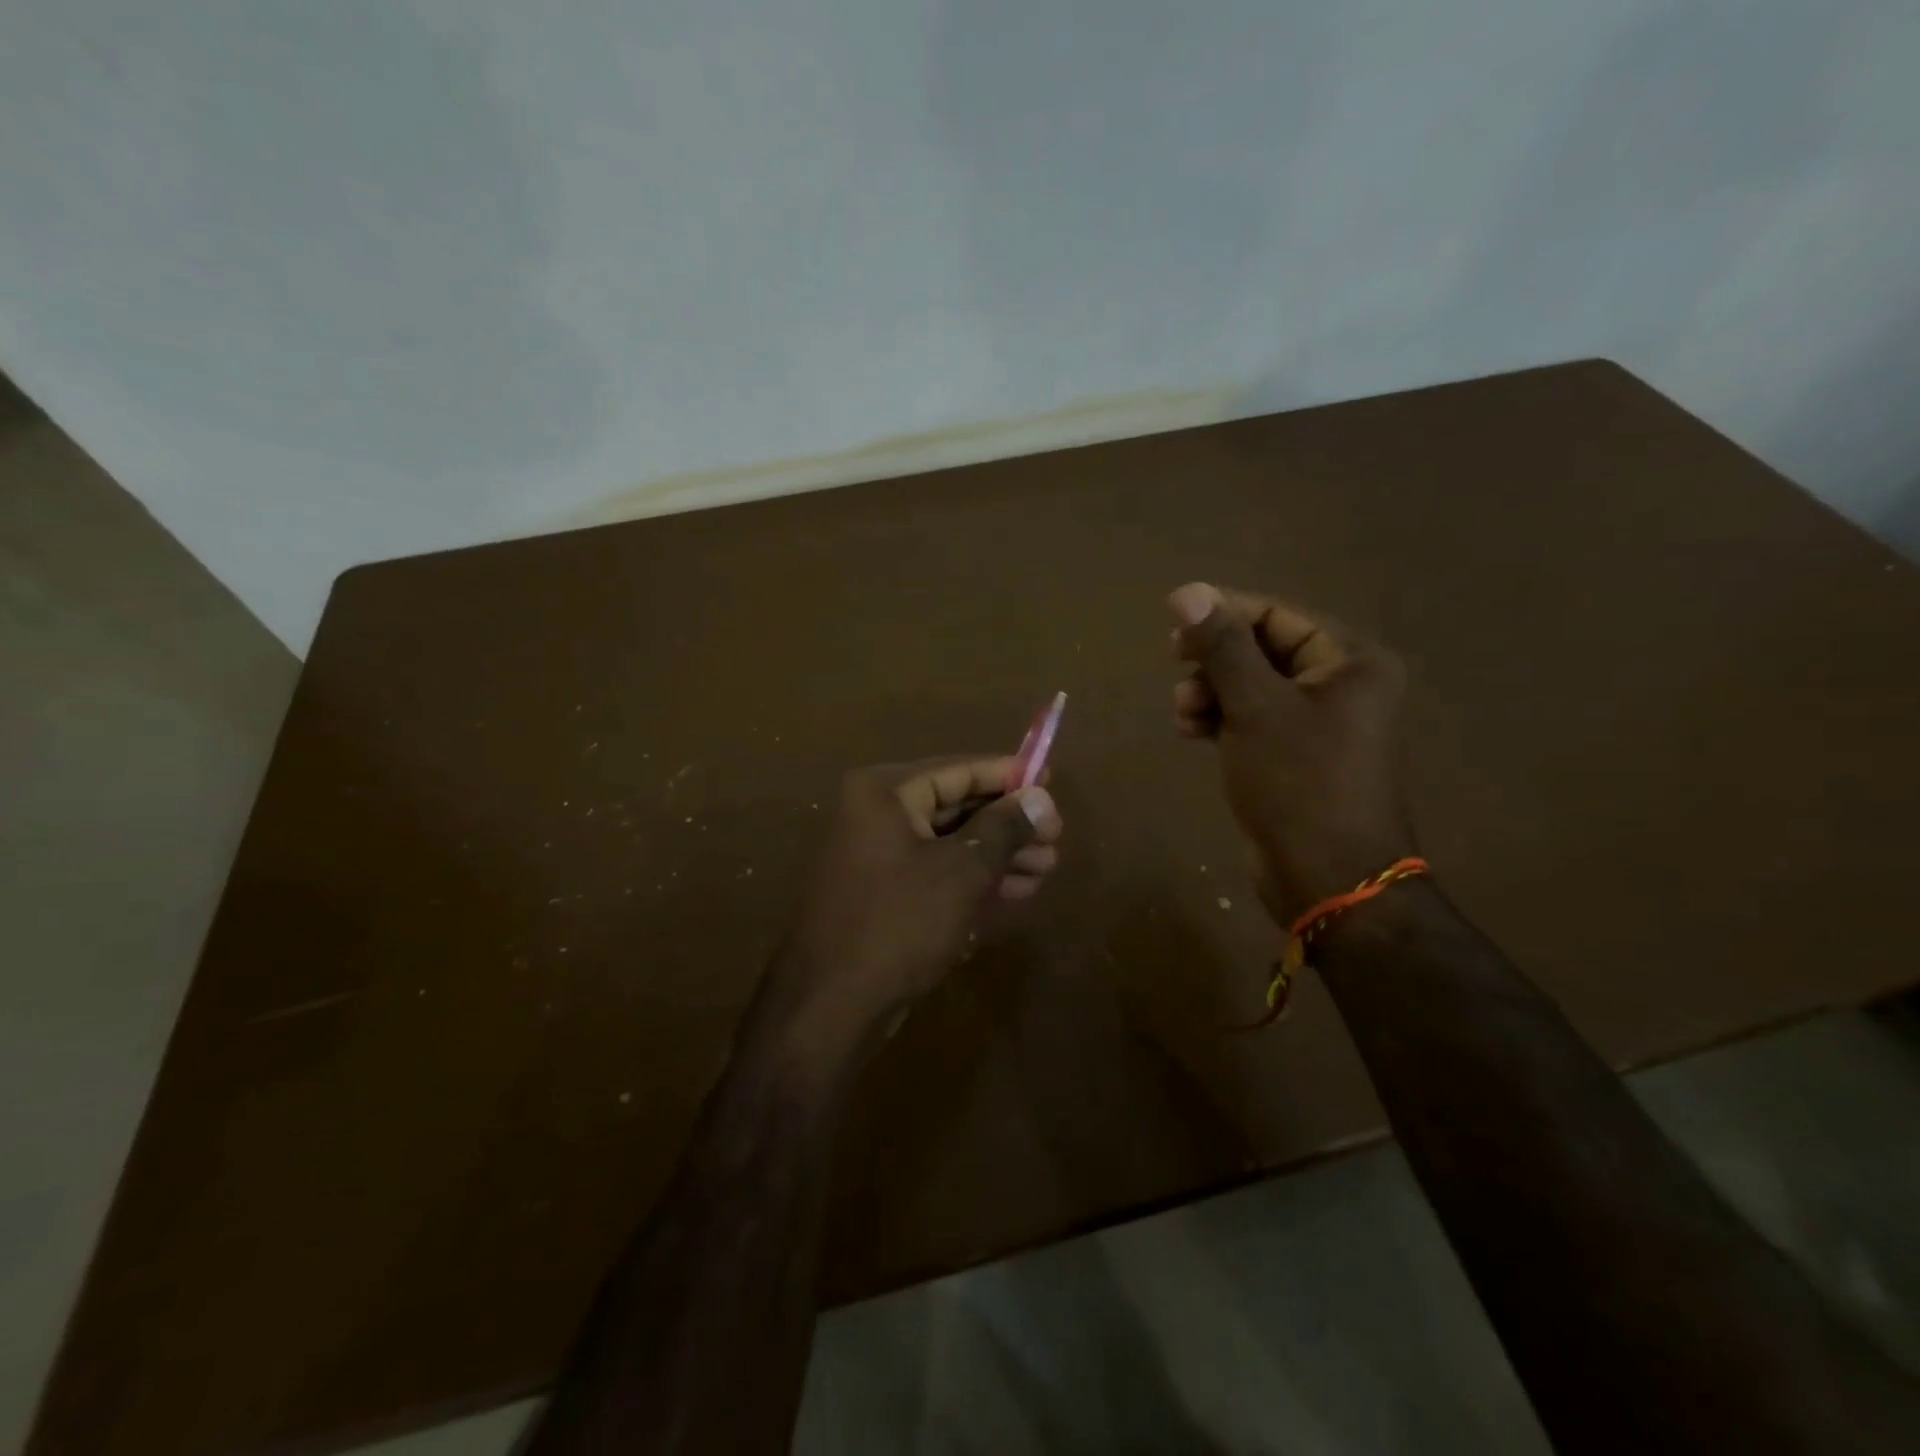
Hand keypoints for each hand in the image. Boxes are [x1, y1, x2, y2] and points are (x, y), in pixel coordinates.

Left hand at [772, 756, 1062, 1044]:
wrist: (830, 1007)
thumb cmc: (898, 924)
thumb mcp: (961, 872)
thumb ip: (1003, 829)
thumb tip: (1041, 797)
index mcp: (884, 792)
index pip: (958, 770)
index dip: (1008, 775)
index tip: (1051, 780)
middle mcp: (875, 814)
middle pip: (956, 806)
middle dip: (1008, 824)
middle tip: (1056, 839)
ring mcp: (876, 856)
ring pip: (950, 843)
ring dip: (998, 855)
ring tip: (1046, 869)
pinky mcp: (882, 893)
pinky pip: (936, 872)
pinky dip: (973, 879)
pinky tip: (1015, 892)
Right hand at [1170, 582, 1413, 921]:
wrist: (1328, 877)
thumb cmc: (1298, 781)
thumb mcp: (1255, 706)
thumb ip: (1221, 646)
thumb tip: (1188, 591)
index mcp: (1350, 661)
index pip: (1277, 615)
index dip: (1223, 613)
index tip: (1171, 623)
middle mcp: (1340, 685)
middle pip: (1263, 649)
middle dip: (1214, 659)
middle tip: (1173, 663)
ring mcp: (1319, 724)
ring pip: (1252, 687)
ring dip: (1211, 692)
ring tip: (1182, 712)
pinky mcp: (1296, 757)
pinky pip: (1253, 720)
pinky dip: (1221, 720)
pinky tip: (1190, 731)